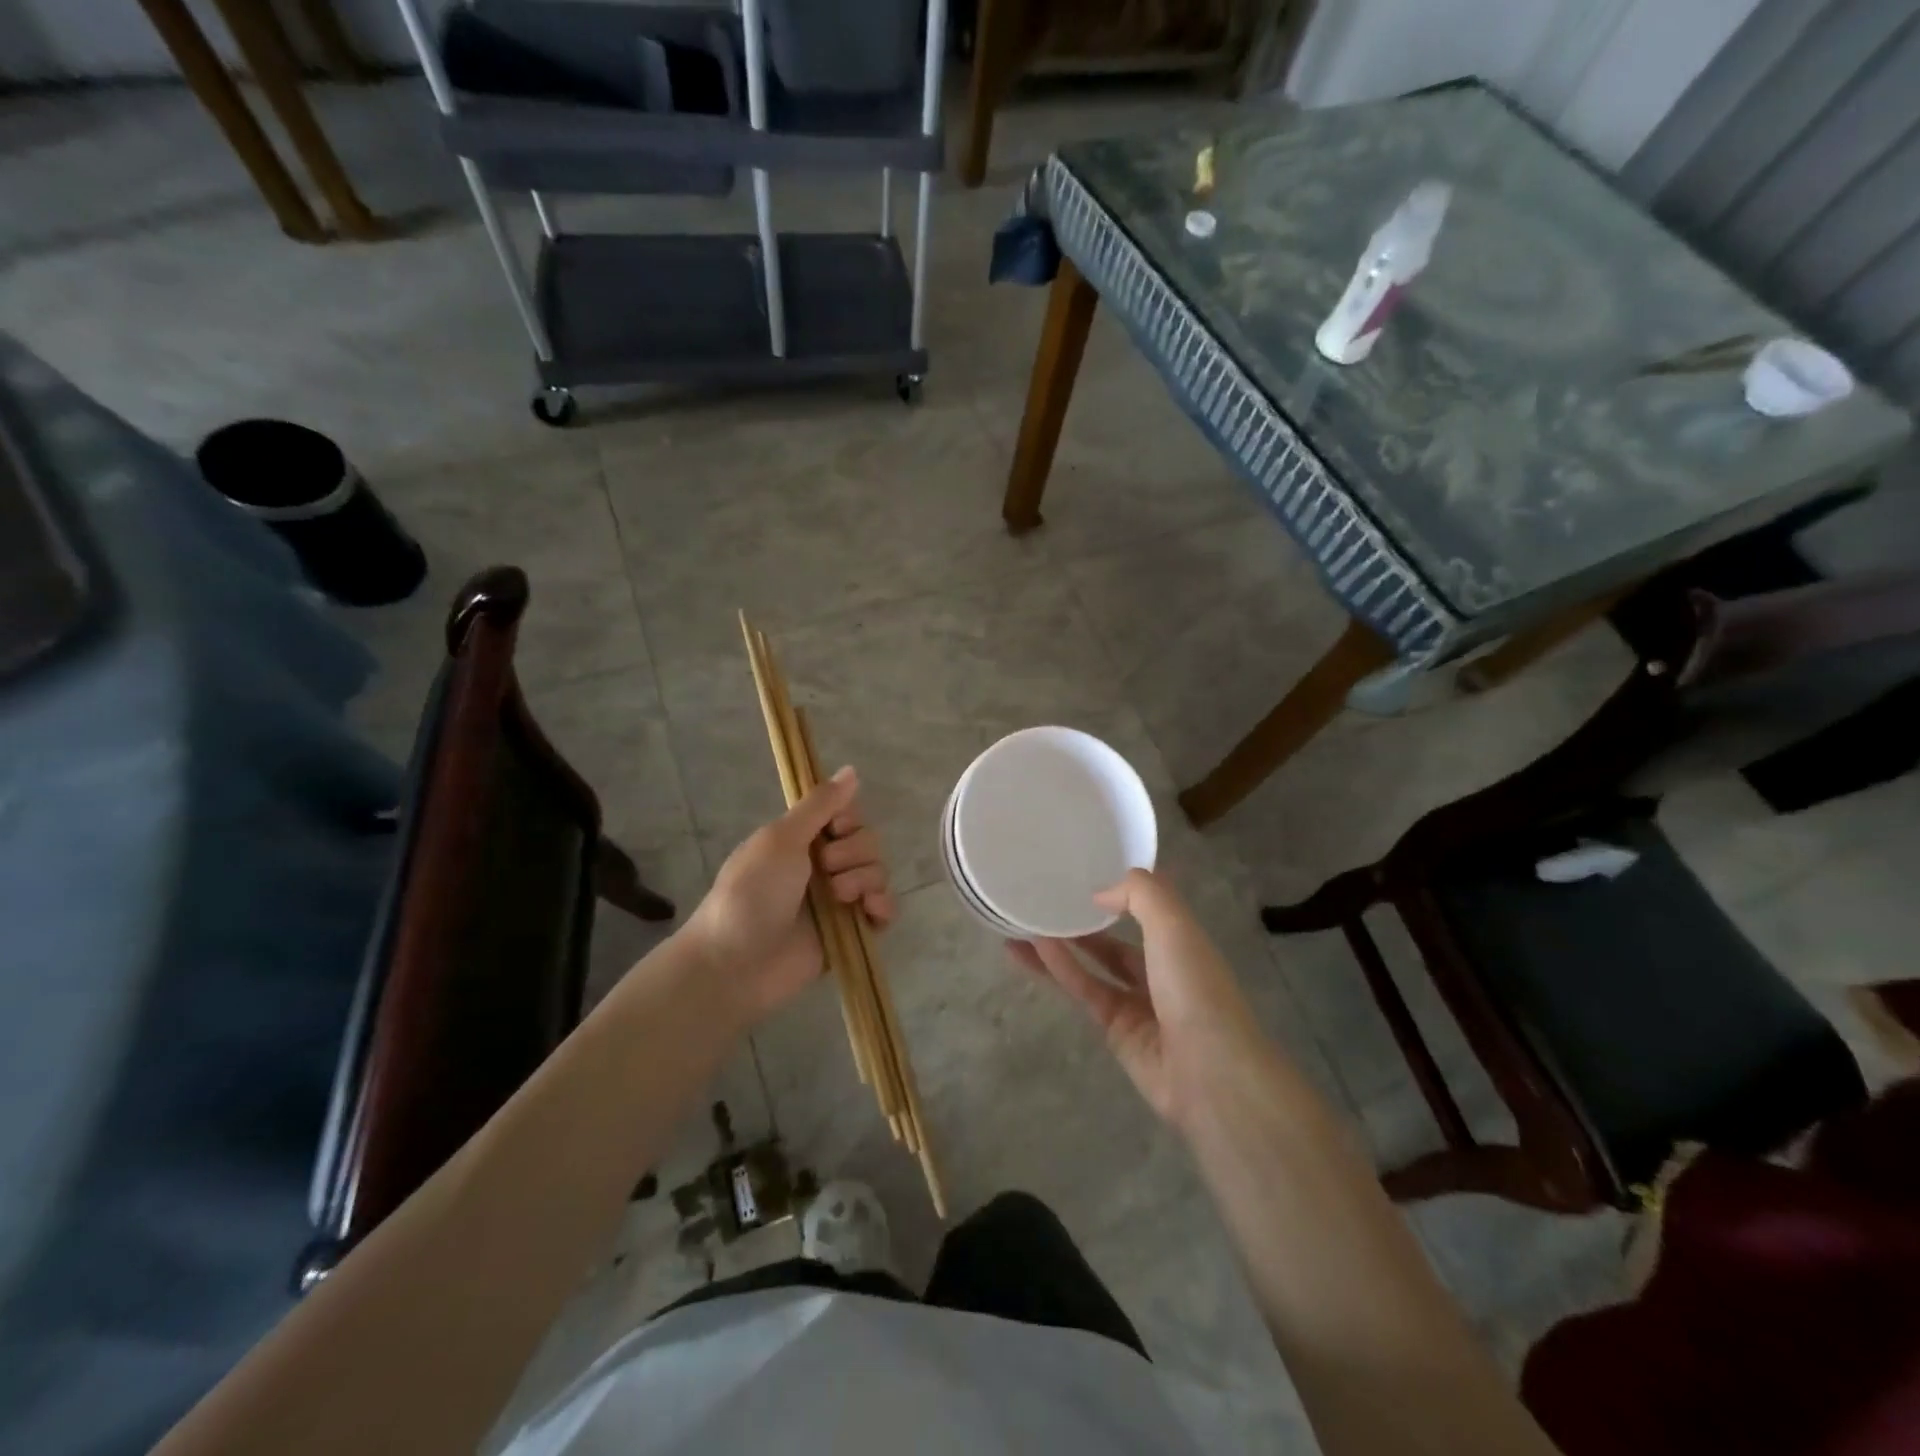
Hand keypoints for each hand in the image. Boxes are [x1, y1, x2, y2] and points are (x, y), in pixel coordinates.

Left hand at [684, 767, 895, 1023]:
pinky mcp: (851, 932)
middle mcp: (824, 865)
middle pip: (868, 841)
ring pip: (878, 872)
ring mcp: (839, 900)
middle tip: (825, 870)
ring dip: (864, 879)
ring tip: (839, 899)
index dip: (848, 819)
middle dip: (854, 852)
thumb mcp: (781, 838)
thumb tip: (852, 769)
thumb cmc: (752, 892)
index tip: (834, 828)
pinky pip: (884, 910)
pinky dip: (883, 906)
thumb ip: (820, 804)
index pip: (848, 814)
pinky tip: (870, 911)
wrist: (736, 962)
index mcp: (803, 839)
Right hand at [1008, 869, 1275, 1131]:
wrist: (1208, 1073)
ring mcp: (1137, 1002)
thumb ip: (1139, 894)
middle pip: (1116, 940)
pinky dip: (1059, 968)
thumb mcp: (1173, 925)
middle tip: (1045, 900)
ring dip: (1061, 944)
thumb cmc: (1195, 988)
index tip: (1084, 873)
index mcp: (1184, 942)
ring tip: (1022, 922)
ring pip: (1093, 965)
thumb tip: (1100, 894)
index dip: (1120, 892)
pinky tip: (1031, 948)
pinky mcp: (1115, 1030)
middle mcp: (1161, 970)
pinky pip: (1084, 989)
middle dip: (1084, 922)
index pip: (1149, 910)